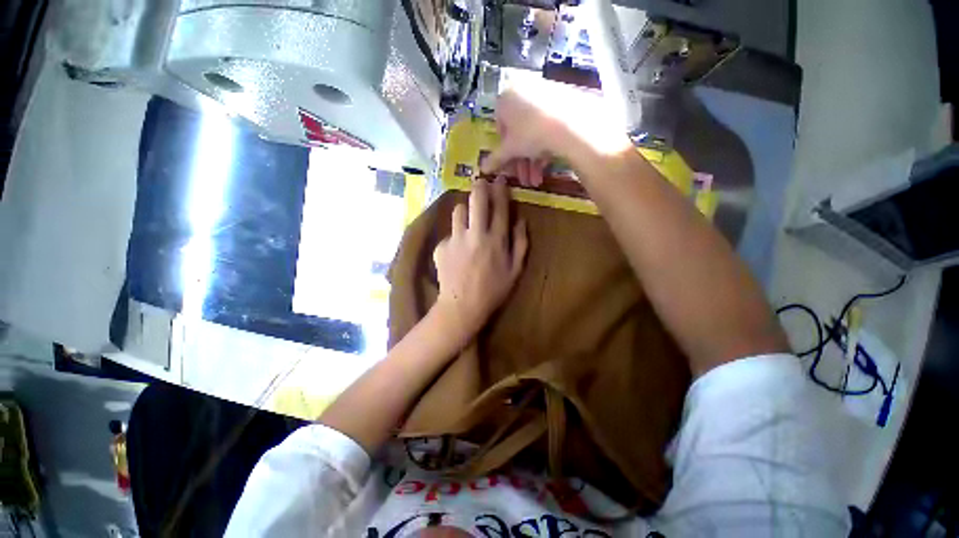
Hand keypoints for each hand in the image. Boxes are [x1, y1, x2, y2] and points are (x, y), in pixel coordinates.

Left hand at [433, 177, 528, 342]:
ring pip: (459, 211)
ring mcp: (456, 239)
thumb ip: (520, 243)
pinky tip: (457, 251)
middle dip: (479, 186)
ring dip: (465, 210)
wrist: (462, 306)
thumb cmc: (493, 290)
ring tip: (468, 219)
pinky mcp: (441, 246)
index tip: (499, 179)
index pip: (500, 207)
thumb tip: (520, 220)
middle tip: (480, 181)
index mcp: (496, 240)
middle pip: (476, 200)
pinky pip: (449, 233)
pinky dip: (455, 236)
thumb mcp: (515, 270)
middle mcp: (475, 234)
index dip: (500, 190)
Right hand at [480, 85, 632, 185]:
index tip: (510, 165)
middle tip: (524, 180)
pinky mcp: (562, 101)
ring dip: (532, 161)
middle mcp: (522, 91)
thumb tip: (482, 169)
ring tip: (536, 181)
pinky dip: (545, 148)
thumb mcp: (510, 150)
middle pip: (518, 134)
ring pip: (533, 133)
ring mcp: (543, 95)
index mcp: (505, 98)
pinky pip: (548, 127)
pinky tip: (546, 168)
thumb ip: (495, 159)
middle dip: (521, 161)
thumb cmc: (530, 134)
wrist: (569, 123)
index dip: (504, 151)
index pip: (500, 128)